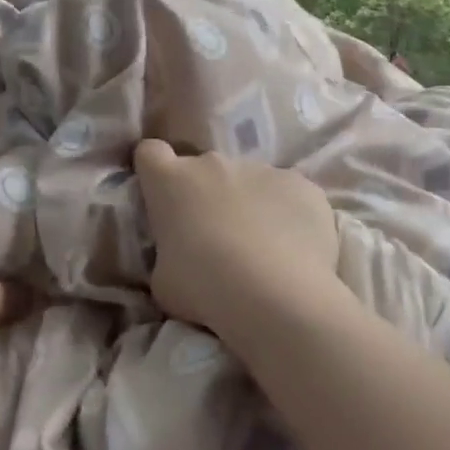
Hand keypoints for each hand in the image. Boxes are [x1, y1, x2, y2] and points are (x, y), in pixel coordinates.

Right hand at [132, 139, 339, 343]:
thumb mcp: (164, 280)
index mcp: (170, 181)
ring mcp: (259, 169)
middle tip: (216, 237)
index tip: (162, 194)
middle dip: (207, 194)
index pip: (150, 153)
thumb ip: (167, 254)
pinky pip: (289, 194)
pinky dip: (289, 214)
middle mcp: (212, 163)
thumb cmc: (205, 288)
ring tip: (263, 249)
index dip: (155, 171)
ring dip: (250, 204)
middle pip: (204, 169)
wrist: (276, 297)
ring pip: (250, 181)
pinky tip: (295, 249)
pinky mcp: (300, 184)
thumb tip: (178, 255)